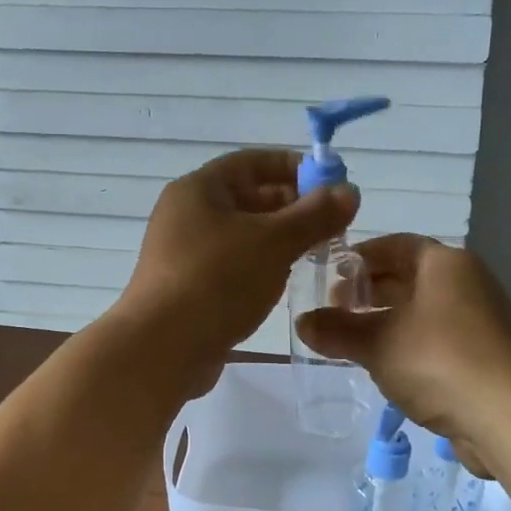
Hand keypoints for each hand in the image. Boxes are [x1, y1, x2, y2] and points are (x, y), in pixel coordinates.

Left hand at [113, 149, 357, 395]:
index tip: (332, 183)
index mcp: (200, 189)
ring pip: (242, 234)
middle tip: (333, 224)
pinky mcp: (188, 287)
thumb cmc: (218, 280)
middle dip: (292, 207)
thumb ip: (315, 215)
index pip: (252, 162)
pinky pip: (231, 264)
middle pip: (247, 197)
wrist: (161, 348)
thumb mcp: (274, 242)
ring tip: (317, 252)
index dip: (294, 167)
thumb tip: (349, 191)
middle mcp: (187, 214)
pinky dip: (260, 265)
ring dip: (279, 239)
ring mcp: (184, 253)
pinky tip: (284, 282)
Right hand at [295, 235, 510, 456]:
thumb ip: (338, 330)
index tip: (329, 276)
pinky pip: (436, 337)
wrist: (509, 417)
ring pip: (422, 309)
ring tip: (352, 338)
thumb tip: (302, 323)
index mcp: (445, 263)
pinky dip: (408, 342)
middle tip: (334, 310)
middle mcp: (467, 282)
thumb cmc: (439, 360)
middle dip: (369, 291)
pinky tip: (384, 364)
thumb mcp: (377, 343)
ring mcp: (480, 319)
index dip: (359, 258)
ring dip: (386, 319)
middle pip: (408, 276)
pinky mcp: (484, 354)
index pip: (395, 245)